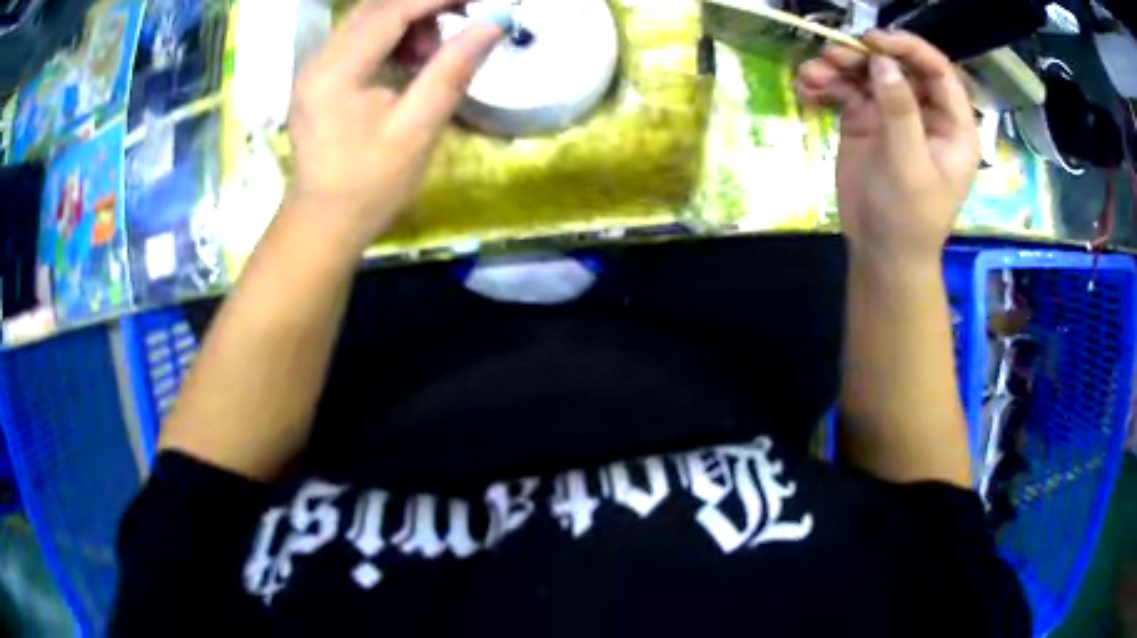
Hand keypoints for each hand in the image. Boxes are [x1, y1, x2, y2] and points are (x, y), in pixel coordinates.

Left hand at [286, 0, 503, 243]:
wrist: (325, 223)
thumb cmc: (370, 186)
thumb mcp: (417, 130)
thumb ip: (452, 70)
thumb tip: (493, 24)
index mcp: (336, 72)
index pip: (391, 10)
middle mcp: (318, 59)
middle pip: (376, 6)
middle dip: (424, 5)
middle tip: (464, 19)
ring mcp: (314, 67)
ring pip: (368, 18)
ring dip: (408, 21)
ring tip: (432, 55)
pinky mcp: (319, 76)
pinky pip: (359, 37)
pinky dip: (392, 36)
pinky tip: (409, 62)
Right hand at [797, 31, 979, 267]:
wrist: (881, 254)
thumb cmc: (909, 220)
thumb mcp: (910, 168)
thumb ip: (900, 113)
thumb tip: (882, 62)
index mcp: (951, 125)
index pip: (937, 71)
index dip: (908, 48)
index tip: (873, 41)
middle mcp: (924, 112)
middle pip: (897, 66)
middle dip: (864, 56)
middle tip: (832, 55)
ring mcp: (894, 115)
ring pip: (868, 74)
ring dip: (838, 68)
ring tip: (811, 73)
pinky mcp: (867, 122)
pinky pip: (846, 92)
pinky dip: (826, 86)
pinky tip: (807, 90)